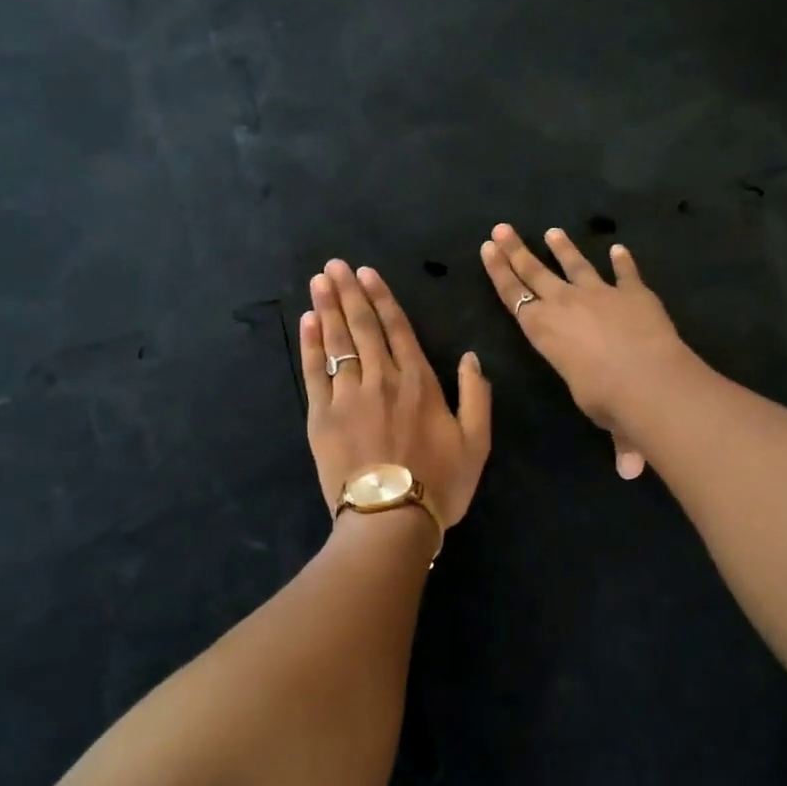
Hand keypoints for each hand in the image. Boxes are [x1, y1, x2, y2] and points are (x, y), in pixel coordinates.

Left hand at [301, 260, 492, 528]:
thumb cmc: (440, 483)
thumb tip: (471, 357)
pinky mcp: (322, 416)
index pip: (397, 329)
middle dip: (349, 292)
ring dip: (328, 308)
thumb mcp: (477, 442)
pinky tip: (309, 322)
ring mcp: (348, 396)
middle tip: (334, 265)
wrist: (391, 520)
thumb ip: (476, 396)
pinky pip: (315, 371)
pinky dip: (312, 344)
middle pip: (363, 327)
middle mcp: (382, 379)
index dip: (382, 298)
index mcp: (419, 383)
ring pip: (338, 342)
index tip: (367, 273)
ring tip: (319, 281)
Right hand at [480, 225, 692, 478]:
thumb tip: (631, 471)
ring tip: (552, 231)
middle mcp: (566, 306)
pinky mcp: (634, 293)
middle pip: (535, 271)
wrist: (648, 380)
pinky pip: (625, 272)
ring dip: (563, 248)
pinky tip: (618, 247)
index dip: (499, 272)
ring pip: (575, 265)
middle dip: (516, 250)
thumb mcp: (607, 419)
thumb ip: (620, 441)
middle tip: (502, 228)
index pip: (514, 297)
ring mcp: (601, 294)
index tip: (487, 249)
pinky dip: (623, 261)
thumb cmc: (610, 402)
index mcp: (544, 332)